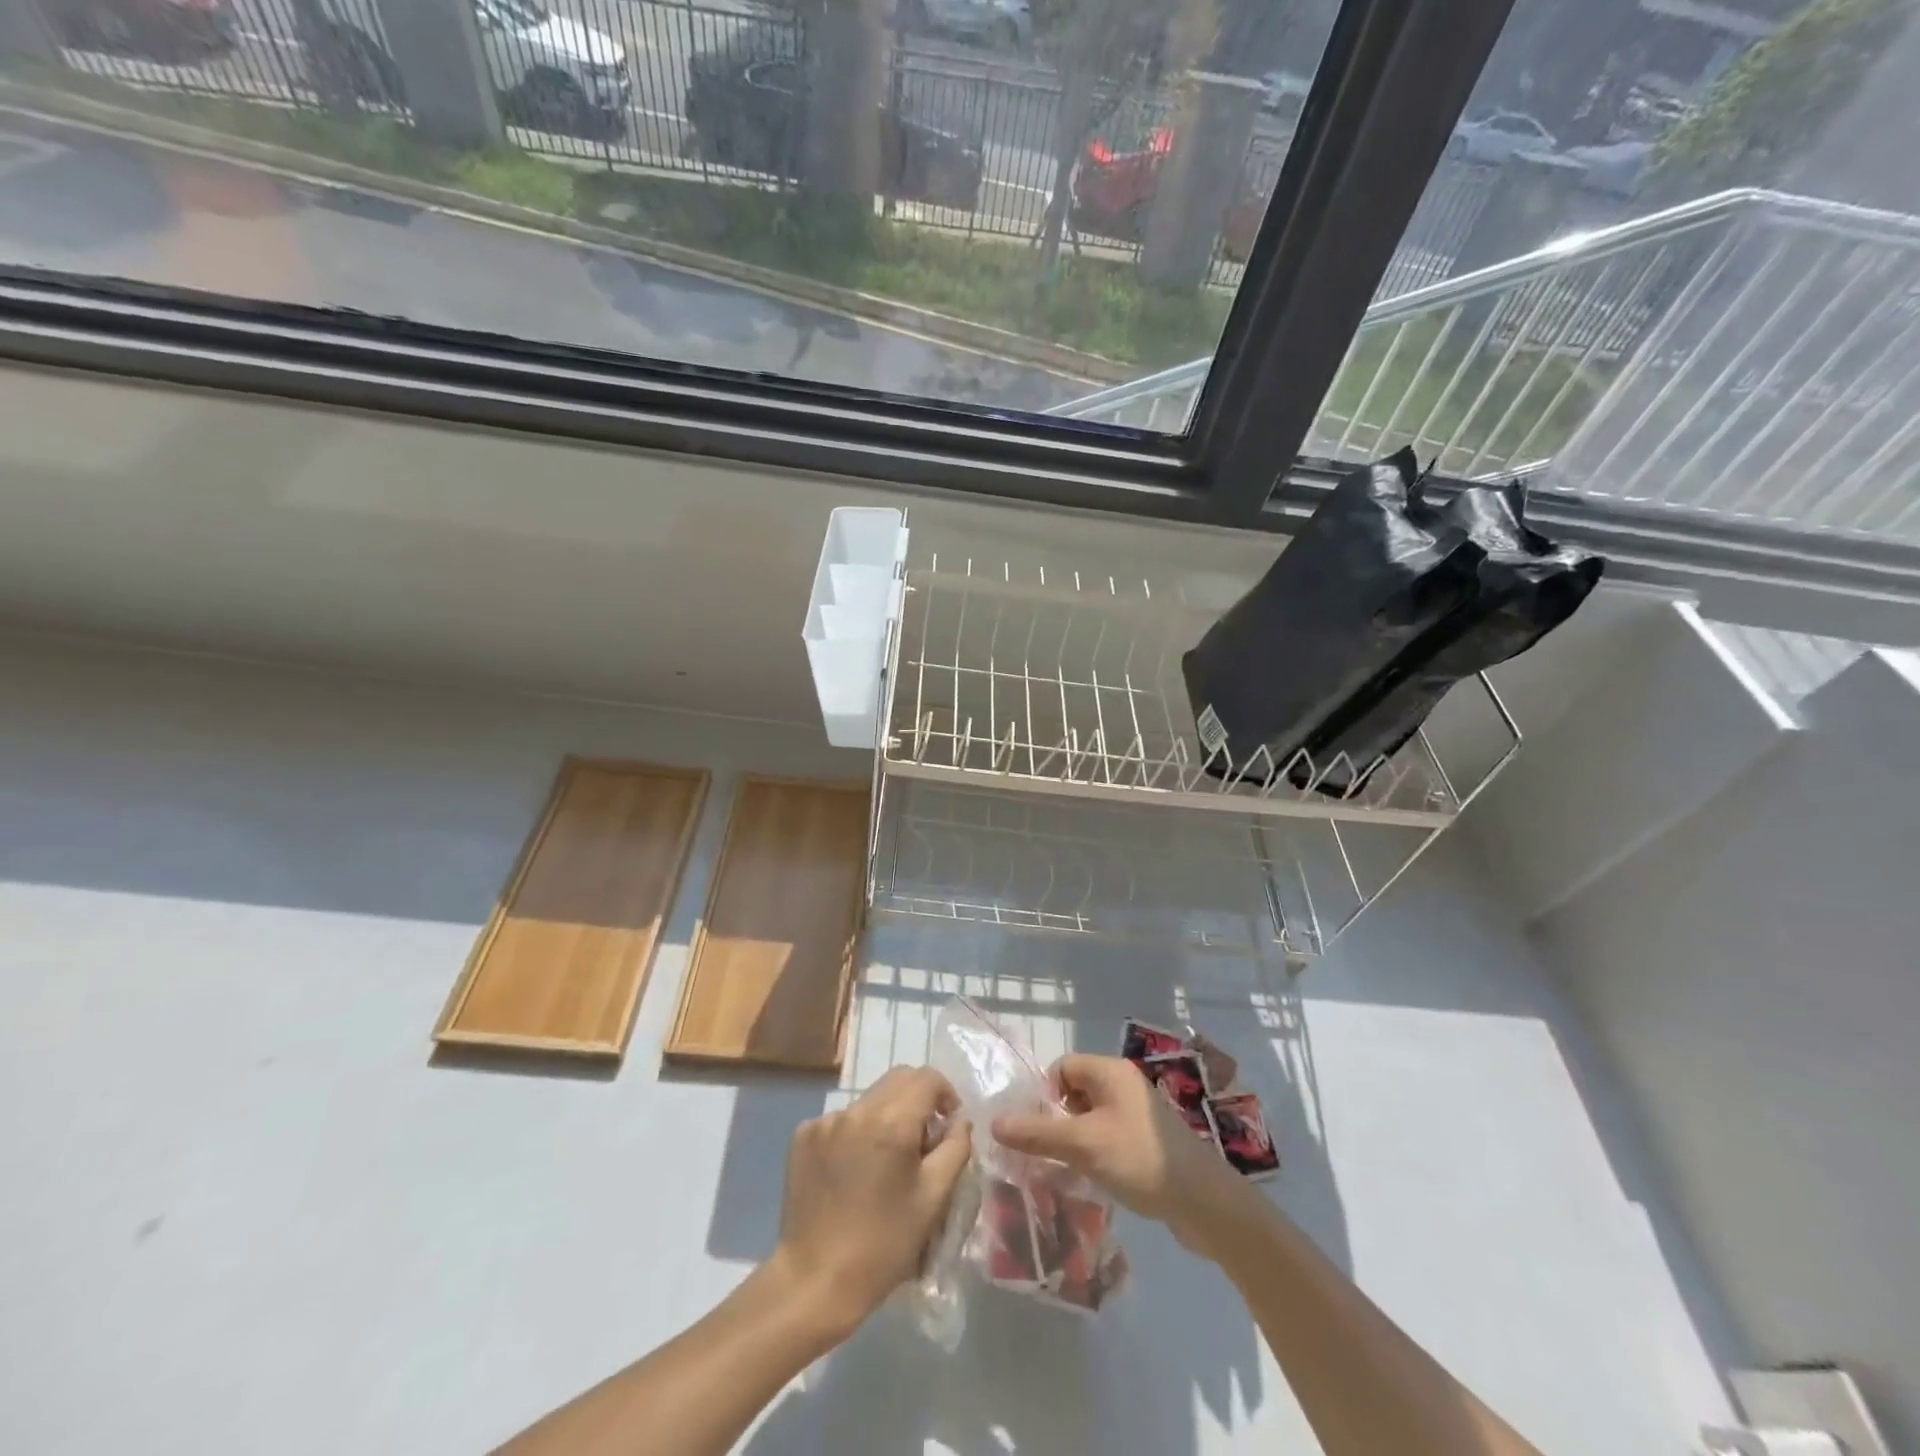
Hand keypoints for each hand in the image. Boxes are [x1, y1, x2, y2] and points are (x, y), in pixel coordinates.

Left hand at [769, 1066, 971, 1340]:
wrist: (814, 1281)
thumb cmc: (883, 1245)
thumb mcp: (933, 1199)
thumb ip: (955, 1148)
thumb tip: (959, 1121)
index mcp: (891, 1122)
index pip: (927, 1078)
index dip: (945, 1094)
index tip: (948, 1124)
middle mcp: (856, 1110)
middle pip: (898, 1080)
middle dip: (918, 1100)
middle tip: (923, 1142)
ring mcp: (825, 1120)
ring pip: (870, 1099)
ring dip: (887, 1116)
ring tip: (886, 1162)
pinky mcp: (803, 1135)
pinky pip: (843, 1119)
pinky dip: (858, 1132)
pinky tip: (855, 1171)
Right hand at [991, 1054, 1248, 1255]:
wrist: (1205, 1202)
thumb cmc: (1140, 1159)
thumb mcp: (1083, 1145)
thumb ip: (1038, 1133)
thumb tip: (994, 1122)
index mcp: (1111, 1072)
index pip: (1062, 1067)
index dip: (1044, 1095)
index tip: (1039, 1131)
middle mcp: (1124, 1084)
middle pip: (1075, 1091)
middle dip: (1057, 1120)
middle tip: (1050, 1153)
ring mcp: (1138, 1113)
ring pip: (1091, 1117)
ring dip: (1075, 1139)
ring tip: (1069, 1170)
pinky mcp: (1147, 1141)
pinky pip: (1108, 1135)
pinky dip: (1095, 1152)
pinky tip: (1094, 1179)